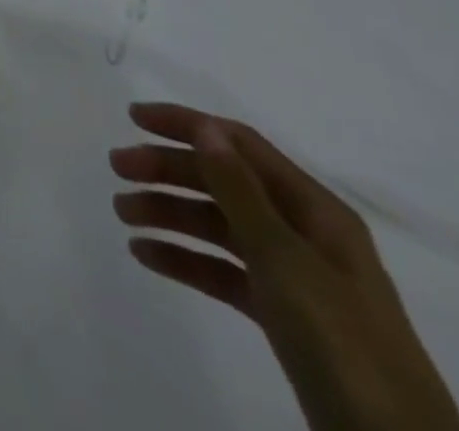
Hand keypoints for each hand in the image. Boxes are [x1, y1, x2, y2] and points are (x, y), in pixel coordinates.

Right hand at [111, 103, 458, 430]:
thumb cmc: (341, 341)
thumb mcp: (285, 259)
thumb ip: (239, 190)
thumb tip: (205, 127)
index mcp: (315, 210)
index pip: (240, 145)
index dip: (187, 125)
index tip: (132, 118)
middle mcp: (304, 233)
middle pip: (223, 183)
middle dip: (168, 170)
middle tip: (117, 169)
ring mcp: (295, 277)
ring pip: (218, 226)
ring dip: (169, 213)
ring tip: (123, 215)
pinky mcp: (283, 316)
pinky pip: (224, 270)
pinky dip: (185, 259)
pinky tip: (147, 256)